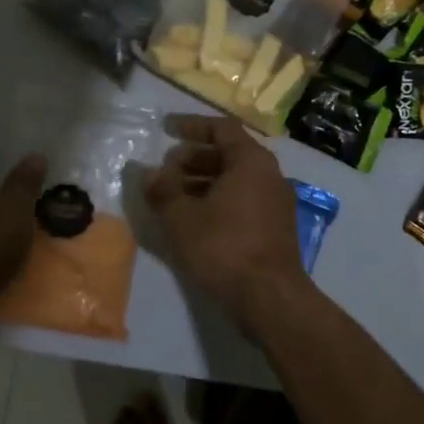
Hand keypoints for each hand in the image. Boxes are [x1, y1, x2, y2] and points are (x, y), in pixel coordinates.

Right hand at [146, 114, 306, 335]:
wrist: (270, 298)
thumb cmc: (224, 247)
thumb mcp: (182, 217)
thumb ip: (163, 190)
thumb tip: (147, 172)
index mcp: (251, 161)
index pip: (221, 128)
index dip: (191, 126)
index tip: (166, 129)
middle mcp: (269, 174)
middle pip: (228, 153)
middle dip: (193, 158)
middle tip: (165, 171)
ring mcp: (276, 201)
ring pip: (235, 178)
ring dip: (203, 181)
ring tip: (173, 196)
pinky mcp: (276, 226)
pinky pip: (243, 199)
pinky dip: (218, 199)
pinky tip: (194, 219)